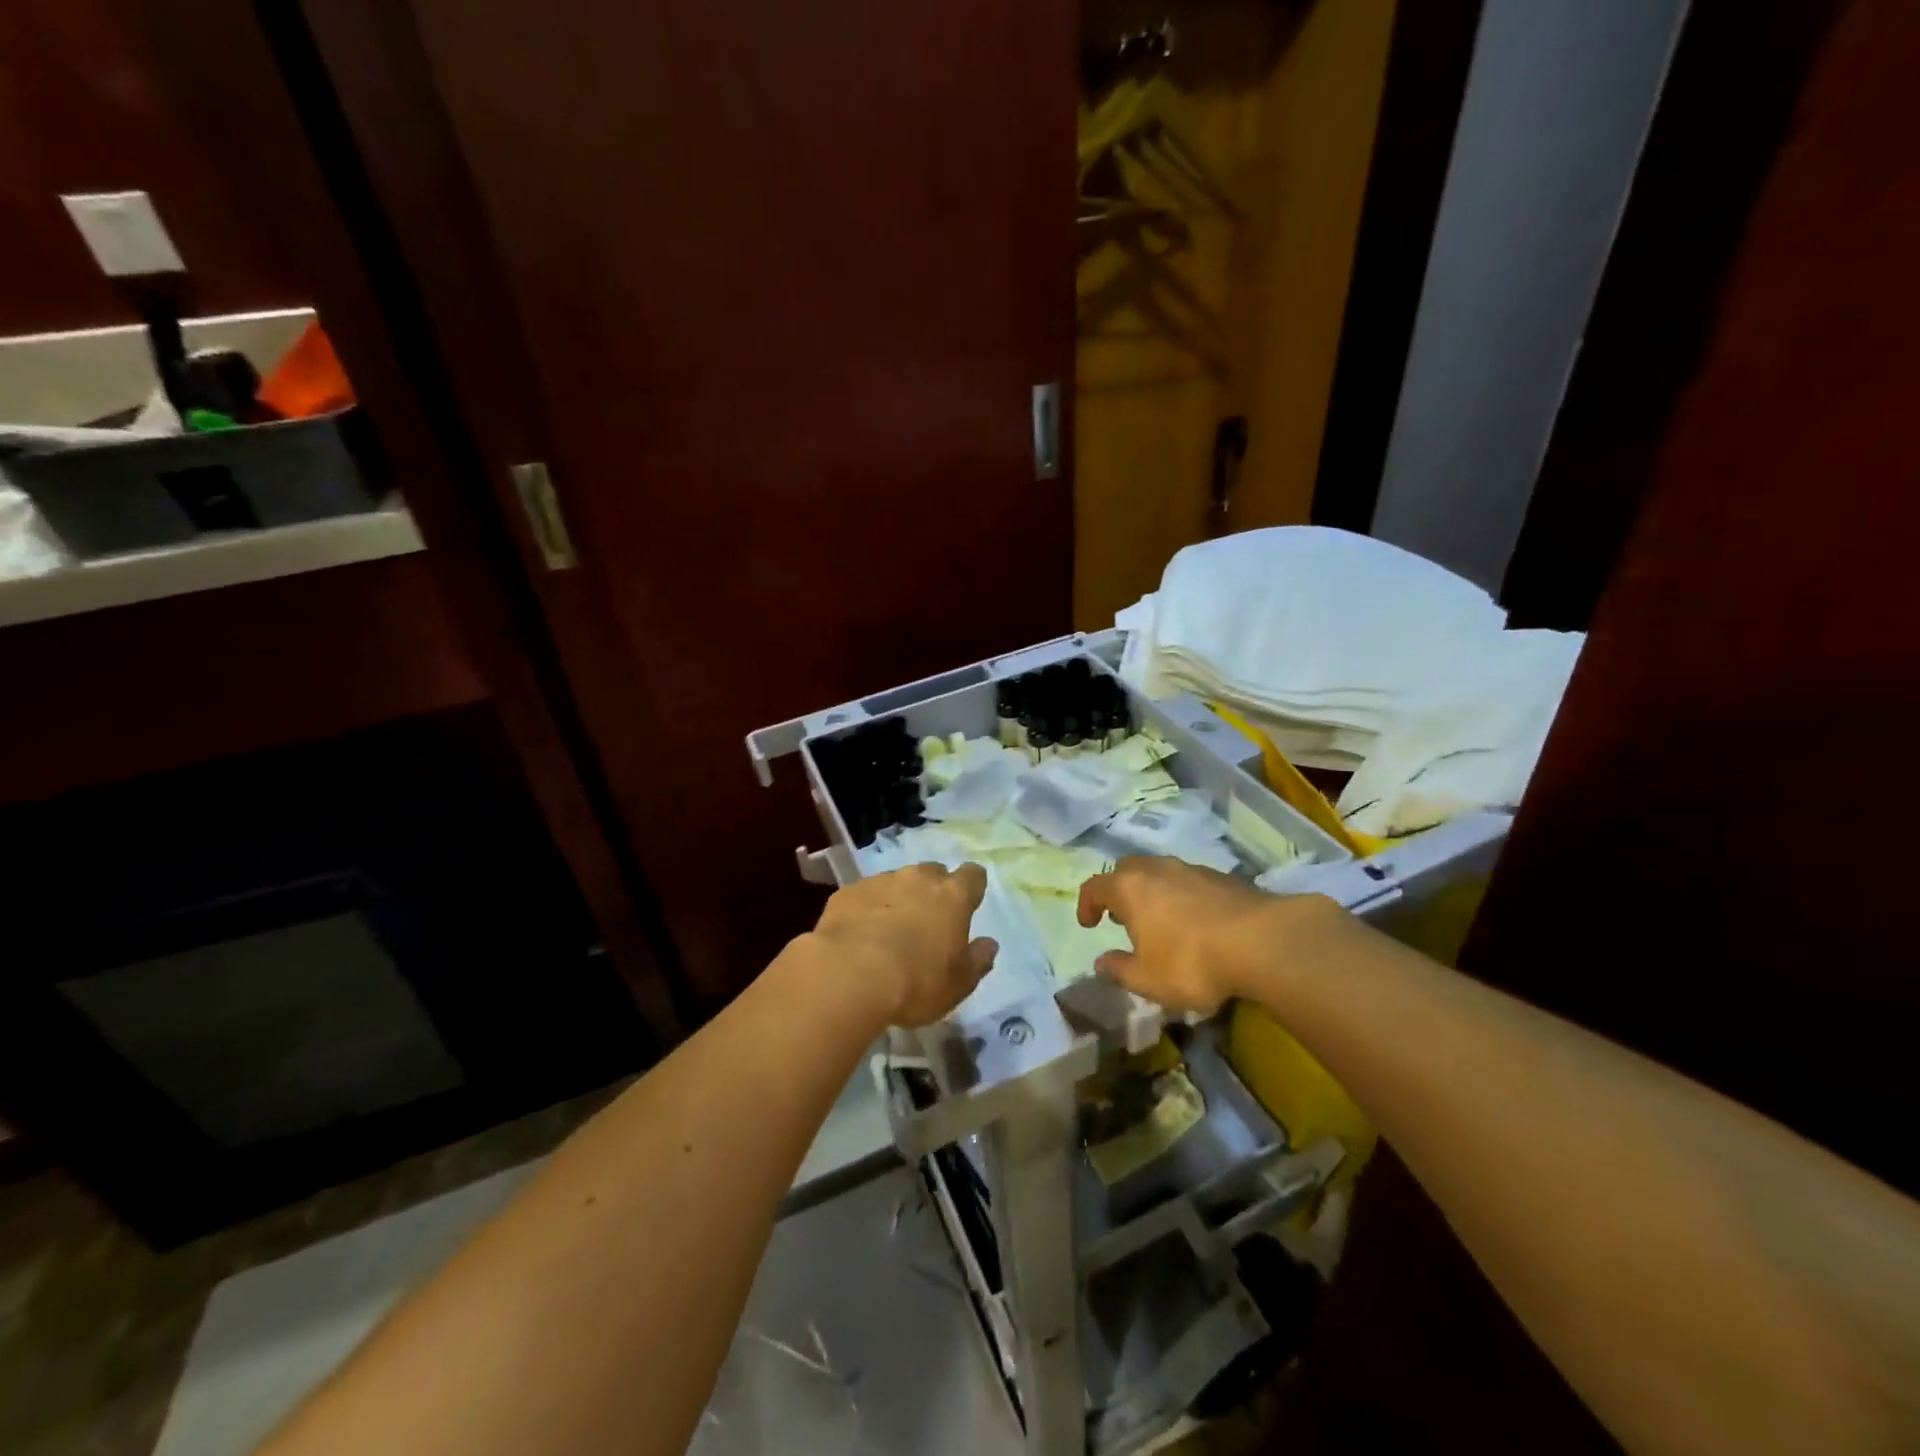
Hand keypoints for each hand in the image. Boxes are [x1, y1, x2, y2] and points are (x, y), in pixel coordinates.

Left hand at [810, 862, 997, 1027]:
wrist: (849, 975)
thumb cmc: (916, 982)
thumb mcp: (959, 983)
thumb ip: (978, 960)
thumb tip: (989, 944)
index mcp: (953, 896)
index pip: (973, 875)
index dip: (971, 888)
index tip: (967, 905)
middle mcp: (918, 879)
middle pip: (933, 873)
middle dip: (933, 891)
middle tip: (927, 922)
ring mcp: (880, 881)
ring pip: (896, 882)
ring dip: (898, 899)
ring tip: (889, 932)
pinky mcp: (848, 892)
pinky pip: (864, 896)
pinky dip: (867, 909)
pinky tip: (860, 935)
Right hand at [1077, 856, 1332, 1013]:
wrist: (1262, 942)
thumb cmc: (1191, 961)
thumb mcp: (1147, 979)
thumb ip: (1119, 970)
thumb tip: (1101, 962)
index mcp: (1129, 888)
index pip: (1095, 886)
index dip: (1087, 904)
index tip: (1088, 924)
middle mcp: (1156, 869)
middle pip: (1127, 869)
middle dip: (1119, 890)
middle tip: (1123, 917)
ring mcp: (1191, 869)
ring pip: (1160, 872)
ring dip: (1152, 892)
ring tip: (1159, 921)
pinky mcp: (1223, 877)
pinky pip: (1189, 881)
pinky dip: (1182, 896)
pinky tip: (1195, 923)